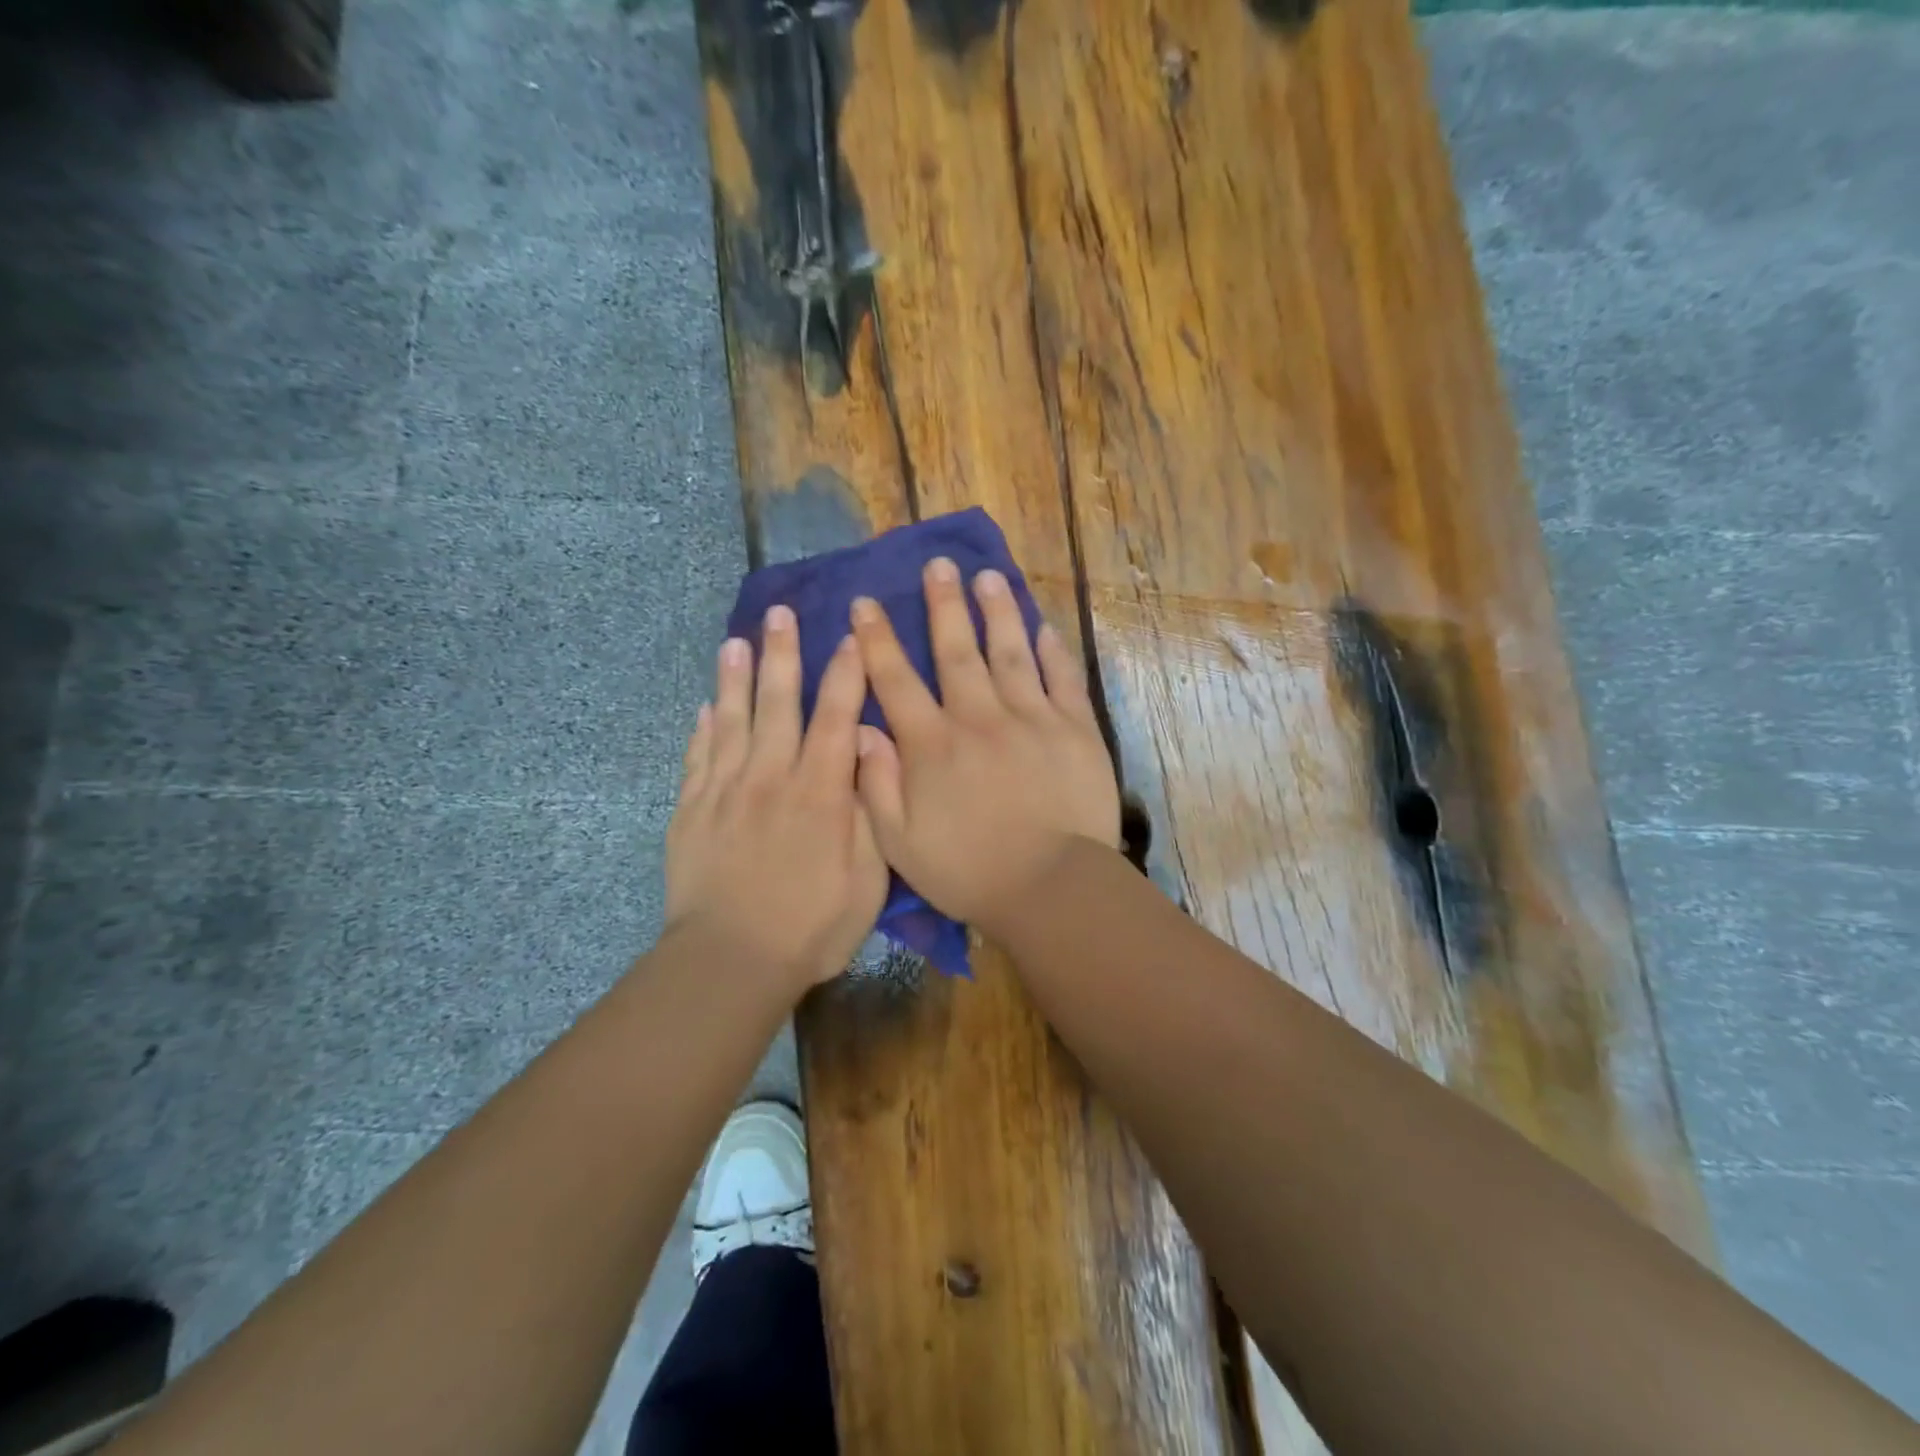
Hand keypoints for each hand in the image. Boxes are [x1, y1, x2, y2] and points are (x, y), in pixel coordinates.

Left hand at [665, 606, 886, 990]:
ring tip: (736, 641)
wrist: (730, 961)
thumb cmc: (812, 926)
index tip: (850, 636)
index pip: (836, 716)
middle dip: (783, 655)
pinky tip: (706, 707)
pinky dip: (702, 729)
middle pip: (778, 703)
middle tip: (780, 613)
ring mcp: (725, 792)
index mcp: (820, 791)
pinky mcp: (691, 812)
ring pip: (731, 721)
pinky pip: (697, 758)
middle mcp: (771, 777)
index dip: (846, 673)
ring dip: (736, 678)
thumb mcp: (868, 878)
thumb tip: (870, 753)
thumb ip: (871, 811)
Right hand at [850, 556, 1119, 932]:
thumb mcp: (900, 844)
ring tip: (988, 577)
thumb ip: (876, 785)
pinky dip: (1052, 650)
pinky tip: (1043, 626)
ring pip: (1009, 652)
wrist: (1051, 887)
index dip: (877, 640)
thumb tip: (861, 729)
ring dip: (996, 611)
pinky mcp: (1075, 728)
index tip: (866, 604)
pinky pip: (1062, 678)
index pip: (896, 681)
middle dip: (943, 604)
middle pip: (956, 650)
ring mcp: (1031, 718)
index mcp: (932, 745)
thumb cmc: (969, 871)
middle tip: (938, 564)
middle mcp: (979, 718)